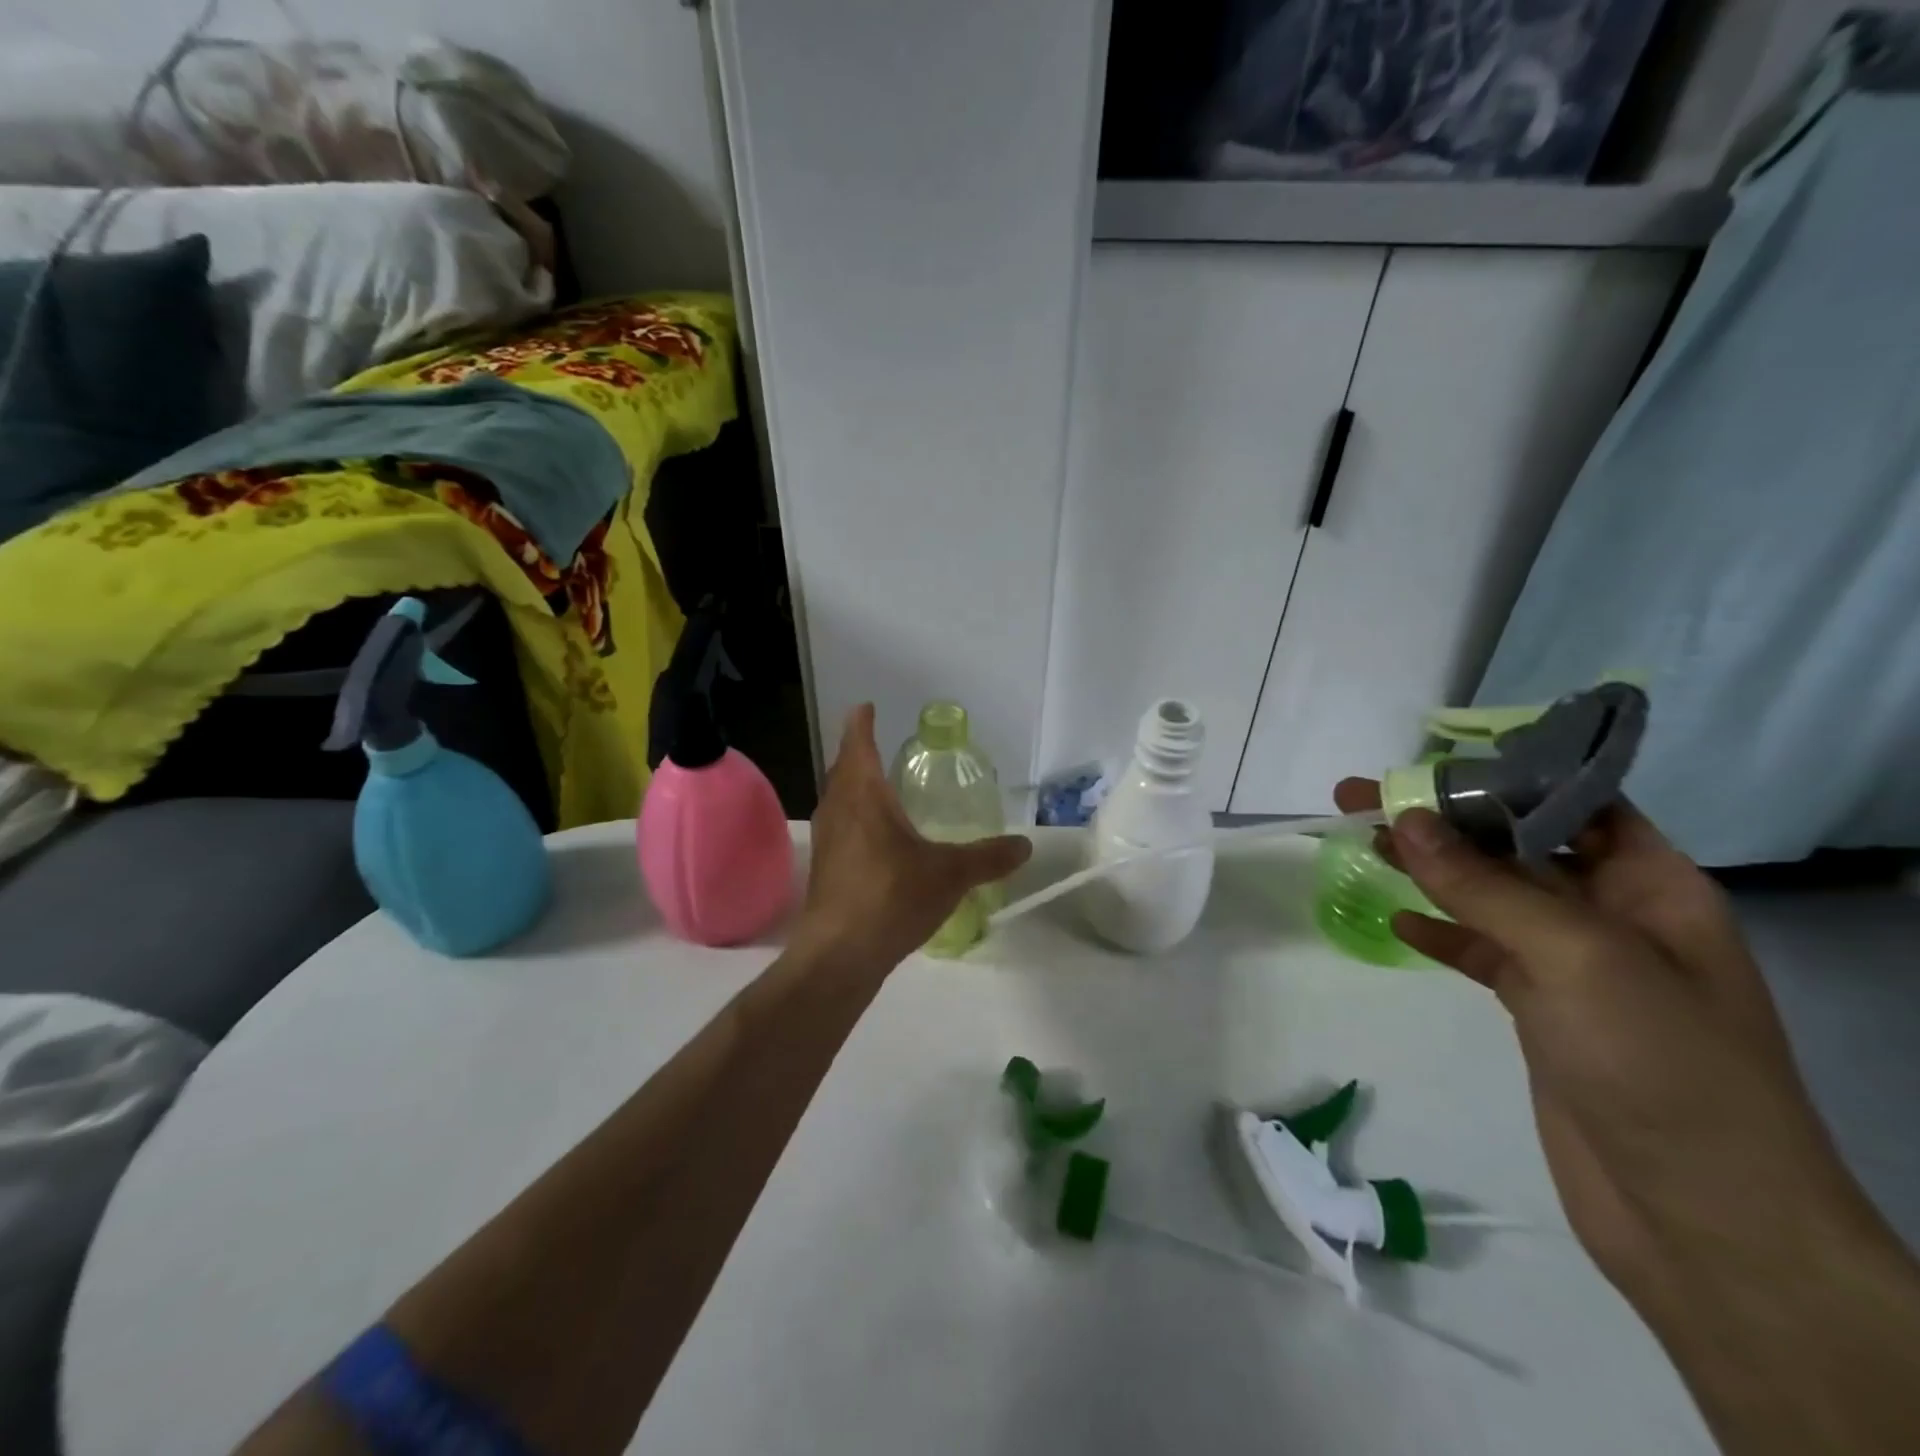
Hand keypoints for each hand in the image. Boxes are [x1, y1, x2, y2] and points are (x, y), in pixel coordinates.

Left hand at [794, 705, 1029, 975]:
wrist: (839, 955)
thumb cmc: (891, 897)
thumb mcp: (949, 874)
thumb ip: (987, 857)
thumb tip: (1024, 846)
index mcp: (863, 796)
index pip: (858, 745)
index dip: (861, 724)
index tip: (865, 707)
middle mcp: (838, 810)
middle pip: (843, 770)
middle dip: (857, 754)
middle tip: (877, 746)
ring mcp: (826, 841)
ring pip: (838, 801)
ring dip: (853, 788)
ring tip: (878, 790)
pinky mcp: (824, 870)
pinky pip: (840, 829)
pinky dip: (854, 820)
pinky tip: (875, 841)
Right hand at [1333, 780, 1891, 1297]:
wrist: (1702, 1221)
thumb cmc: (1661, 1066)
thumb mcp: (1576, 957)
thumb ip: (1485, 885)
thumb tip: (1406, 819)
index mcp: (1651, 885)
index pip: (1573, 802)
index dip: (1501, 776)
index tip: (1424, 763)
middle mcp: (1613, 914)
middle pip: (1516, 844)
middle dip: (1444, 818)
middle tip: (1362, 797)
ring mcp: (1574, 965)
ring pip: (1489, 895)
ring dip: (1429, 868)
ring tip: (1362, 841)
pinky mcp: (1539, 1010)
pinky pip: (1479, 951)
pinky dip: (1437, 931)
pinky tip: (1395, 921)